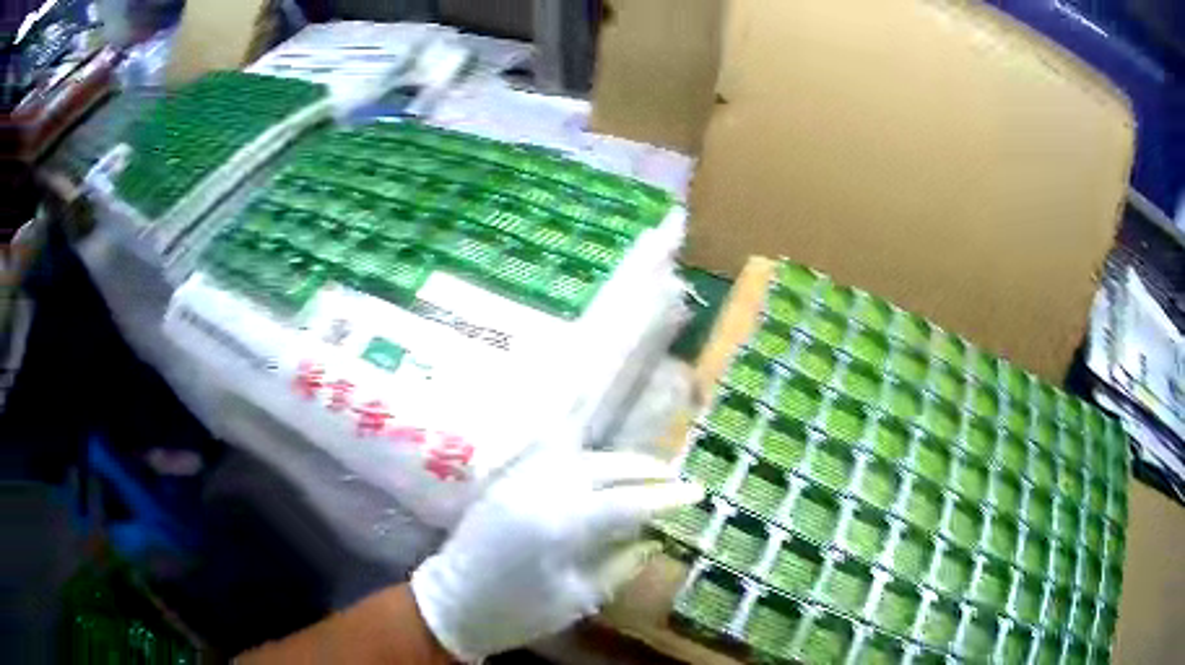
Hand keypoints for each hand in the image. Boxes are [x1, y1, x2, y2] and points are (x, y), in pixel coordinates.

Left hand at [410, 449, 702, 661]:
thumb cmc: (517, 612)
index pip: (628, 501)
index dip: (666, 496)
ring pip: (580, 455)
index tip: (697, 492)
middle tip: (677, 477)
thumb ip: (618, 562)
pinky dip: (585, 458)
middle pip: (605, 466)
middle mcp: (540, 490)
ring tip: (647, 470)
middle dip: (646, 469)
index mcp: (559, 525)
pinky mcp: (506, 479)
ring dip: (618, 460)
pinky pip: (553, 457)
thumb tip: (652, 536)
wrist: (452, 603)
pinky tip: (601, 467)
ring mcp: (519, 479)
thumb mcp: (577, 596)